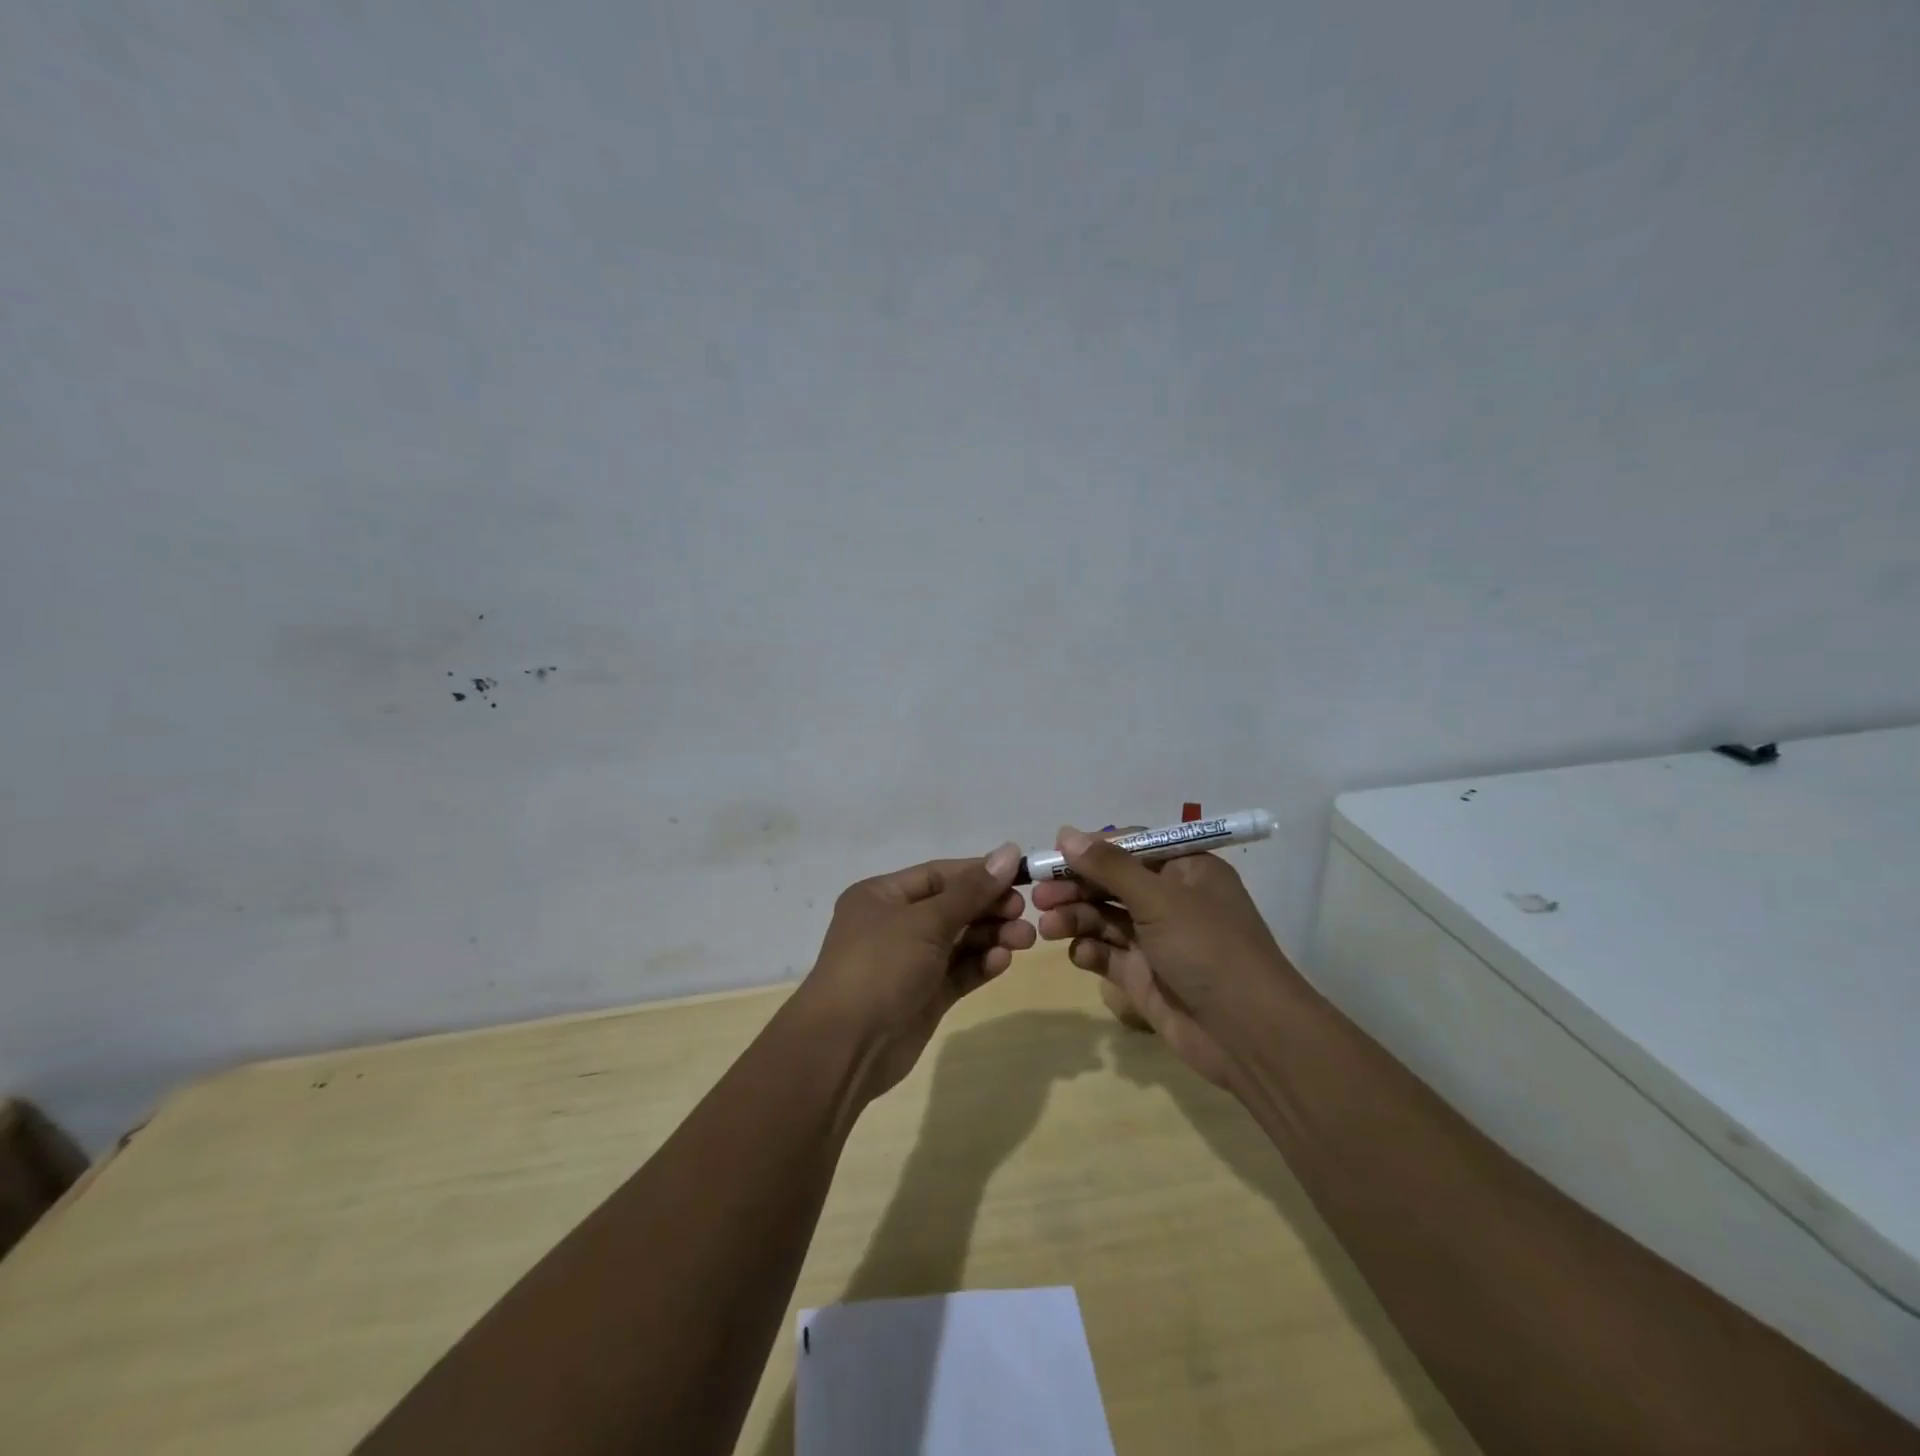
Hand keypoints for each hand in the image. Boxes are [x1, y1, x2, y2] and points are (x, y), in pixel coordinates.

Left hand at [798, 843, 1035, 1098]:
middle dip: (989, 908)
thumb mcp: (925, 921)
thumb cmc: (880, 967)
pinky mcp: (923, 996)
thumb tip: (1009, 851)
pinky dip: (981, 964)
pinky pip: (958, 971)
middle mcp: (894, 924)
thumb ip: (971, 890)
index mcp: (882, 896)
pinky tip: (1003, 961)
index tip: (1021, 875)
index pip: (939, 874)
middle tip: (1024, 912)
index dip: (979, 874)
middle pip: (952, 907)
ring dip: (991, 936)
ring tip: (1026, 939)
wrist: (846, 1047)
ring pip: (959, 940)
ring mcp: (909, 962)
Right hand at [1031, 826, 1296, 1089]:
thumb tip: (1065, 833)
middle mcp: (1170, 900)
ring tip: (1048, 927)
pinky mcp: (1143, 976)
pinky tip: (1079, 954)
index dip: (1092, 849)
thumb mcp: (1159, 898)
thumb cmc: (1208, 948)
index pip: (1131, 846)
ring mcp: (1156, 940)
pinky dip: (1090, 951)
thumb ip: (1109, 867)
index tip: (1054, 854)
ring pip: (1104, 918)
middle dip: (1076, 887)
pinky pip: (1108, 954)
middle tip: (1039, 895)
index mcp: (1186, 870)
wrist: (1247, 1035)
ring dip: (1075, 918)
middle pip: (1111, 883)